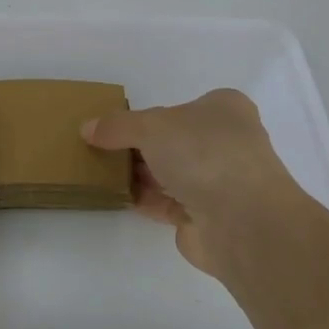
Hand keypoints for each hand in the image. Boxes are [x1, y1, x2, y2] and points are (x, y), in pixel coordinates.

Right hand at [82, 89, 307, 281]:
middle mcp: (226, 143)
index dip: (148, 114)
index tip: (116, 124)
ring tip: (99, 171)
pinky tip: (116, 195)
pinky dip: (144, 199)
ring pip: (168, 173)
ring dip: (138, 174)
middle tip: (101, 148)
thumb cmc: (203, 154)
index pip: (181, 106)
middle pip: (172, 141)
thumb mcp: (150, 126)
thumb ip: (117, 126)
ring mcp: (219, 182)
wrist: (241, 221)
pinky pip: (167, 202)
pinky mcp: (207, 217)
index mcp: (224, 110)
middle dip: (138, 146)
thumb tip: (87, 129)